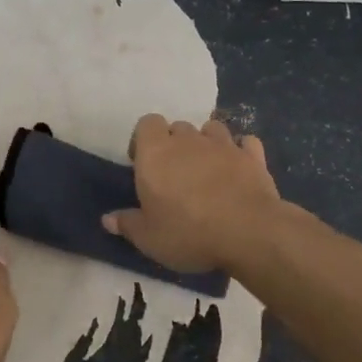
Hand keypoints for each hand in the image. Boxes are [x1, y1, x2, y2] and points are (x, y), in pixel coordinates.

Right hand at [103, 115, 280, 273]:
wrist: (249, 232)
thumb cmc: (189, 233)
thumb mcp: (149, 238)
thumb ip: (127, 224)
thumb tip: (107, 219)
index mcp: (156, 153)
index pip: (146, 123)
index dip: (143, 139)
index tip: (143, 164)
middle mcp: (188, 141)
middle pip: (178, 127)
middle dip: (174, 143)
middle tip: (174, 174)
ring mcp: (224, 145)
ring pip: (211, 128)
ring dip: (206, 143)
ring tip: (206, 169)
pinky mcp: (253, 157)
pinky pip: (246, 143)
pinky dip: (241, 151)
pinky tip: (239, 168)